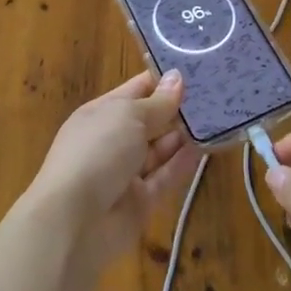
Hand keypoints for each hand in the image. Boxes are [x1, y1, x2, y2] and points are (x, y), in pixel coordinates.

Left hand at [24, 69, 197, 272]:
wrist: (74, 222)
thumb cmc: (97, 152)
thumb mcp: (129, 117)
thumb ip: (158, 102)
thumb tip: (177, 78)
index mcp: (102, 113)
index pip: (137, 90)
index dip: (163, 80)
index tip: (196, 68)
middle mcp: (113, 140)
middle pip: (150, 120)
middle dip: (177, 108)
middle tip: (216, 93)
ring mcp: (125, 173)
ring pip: (159, 150)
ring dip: (183, 136)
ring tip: (216, 118)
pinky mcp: (140, 202)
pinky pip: (165, 177)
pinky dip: (183, 163)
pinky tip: (205, 148)